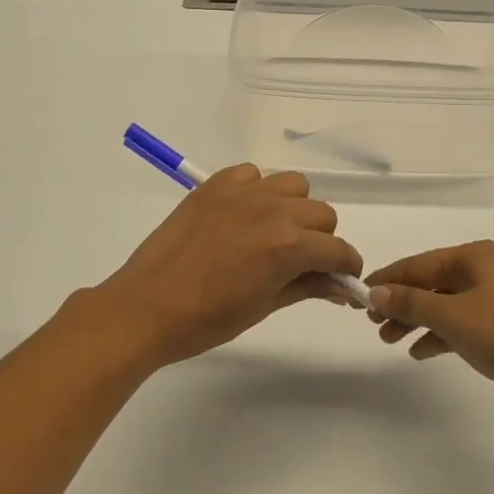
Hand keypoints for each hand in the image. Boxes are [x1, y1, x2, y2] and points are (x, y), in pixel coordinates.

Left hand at [80, 165, 362, 371]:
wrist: (146, 307)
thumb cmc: (207, 319)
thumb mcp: (264, 306)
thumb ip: (307, 287)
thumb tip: (340, 287)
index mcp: (288, 246)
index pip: (338, 249)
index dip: (346, 267)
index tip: (341, 280)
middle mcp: (272, 210)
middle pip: (322, 214)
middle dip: (321, 240)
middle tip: (302, 263)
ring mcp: (242, 193)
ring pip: (294, 186)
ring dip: (295, 209)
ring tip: (275, 233)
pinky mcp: (215, 185)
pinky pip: (253, 174)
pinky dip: (258, 190)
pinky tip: (244, 215)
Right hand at [366, 240, 493, 429]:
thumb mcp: (455, 316)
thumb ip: (412, 302)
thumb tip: (375, 290)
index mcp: (475, 257)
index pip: (419, 263)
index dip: (387, 279)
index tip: (358, 297)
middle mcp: (486, 272)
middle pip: (431, 282)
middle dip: (401, 301)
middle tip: (372, 324)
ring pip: (445, 306)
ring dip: (416, 320)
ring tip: (389, 340)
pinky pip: (462, 326)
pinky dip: (440, 336)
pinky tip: (420, 353)